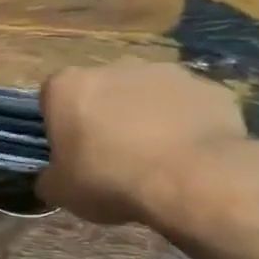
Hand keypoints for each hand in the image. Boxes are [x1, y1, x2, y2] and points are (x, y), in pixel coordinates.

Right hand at [34, 60, 258, 224]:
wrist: (191, 178)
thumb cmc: (109, 178)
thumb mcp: (60, 191)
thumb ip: (50, 177)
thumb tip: (53, 178)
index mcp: (68, 86)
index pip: (52, 97)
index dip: (60, 124)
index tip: (69, 151)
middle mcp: (113, 67)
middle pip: (102, 90)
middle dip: (104, 115)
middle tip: (111, 156)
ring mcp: (165, 72)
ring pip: (146, 95)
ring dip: (145, 117)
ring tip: (154, 159)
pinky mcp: (207, 87)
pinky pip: (186, 106)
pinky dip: (184, 125)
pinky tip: (187, 157)